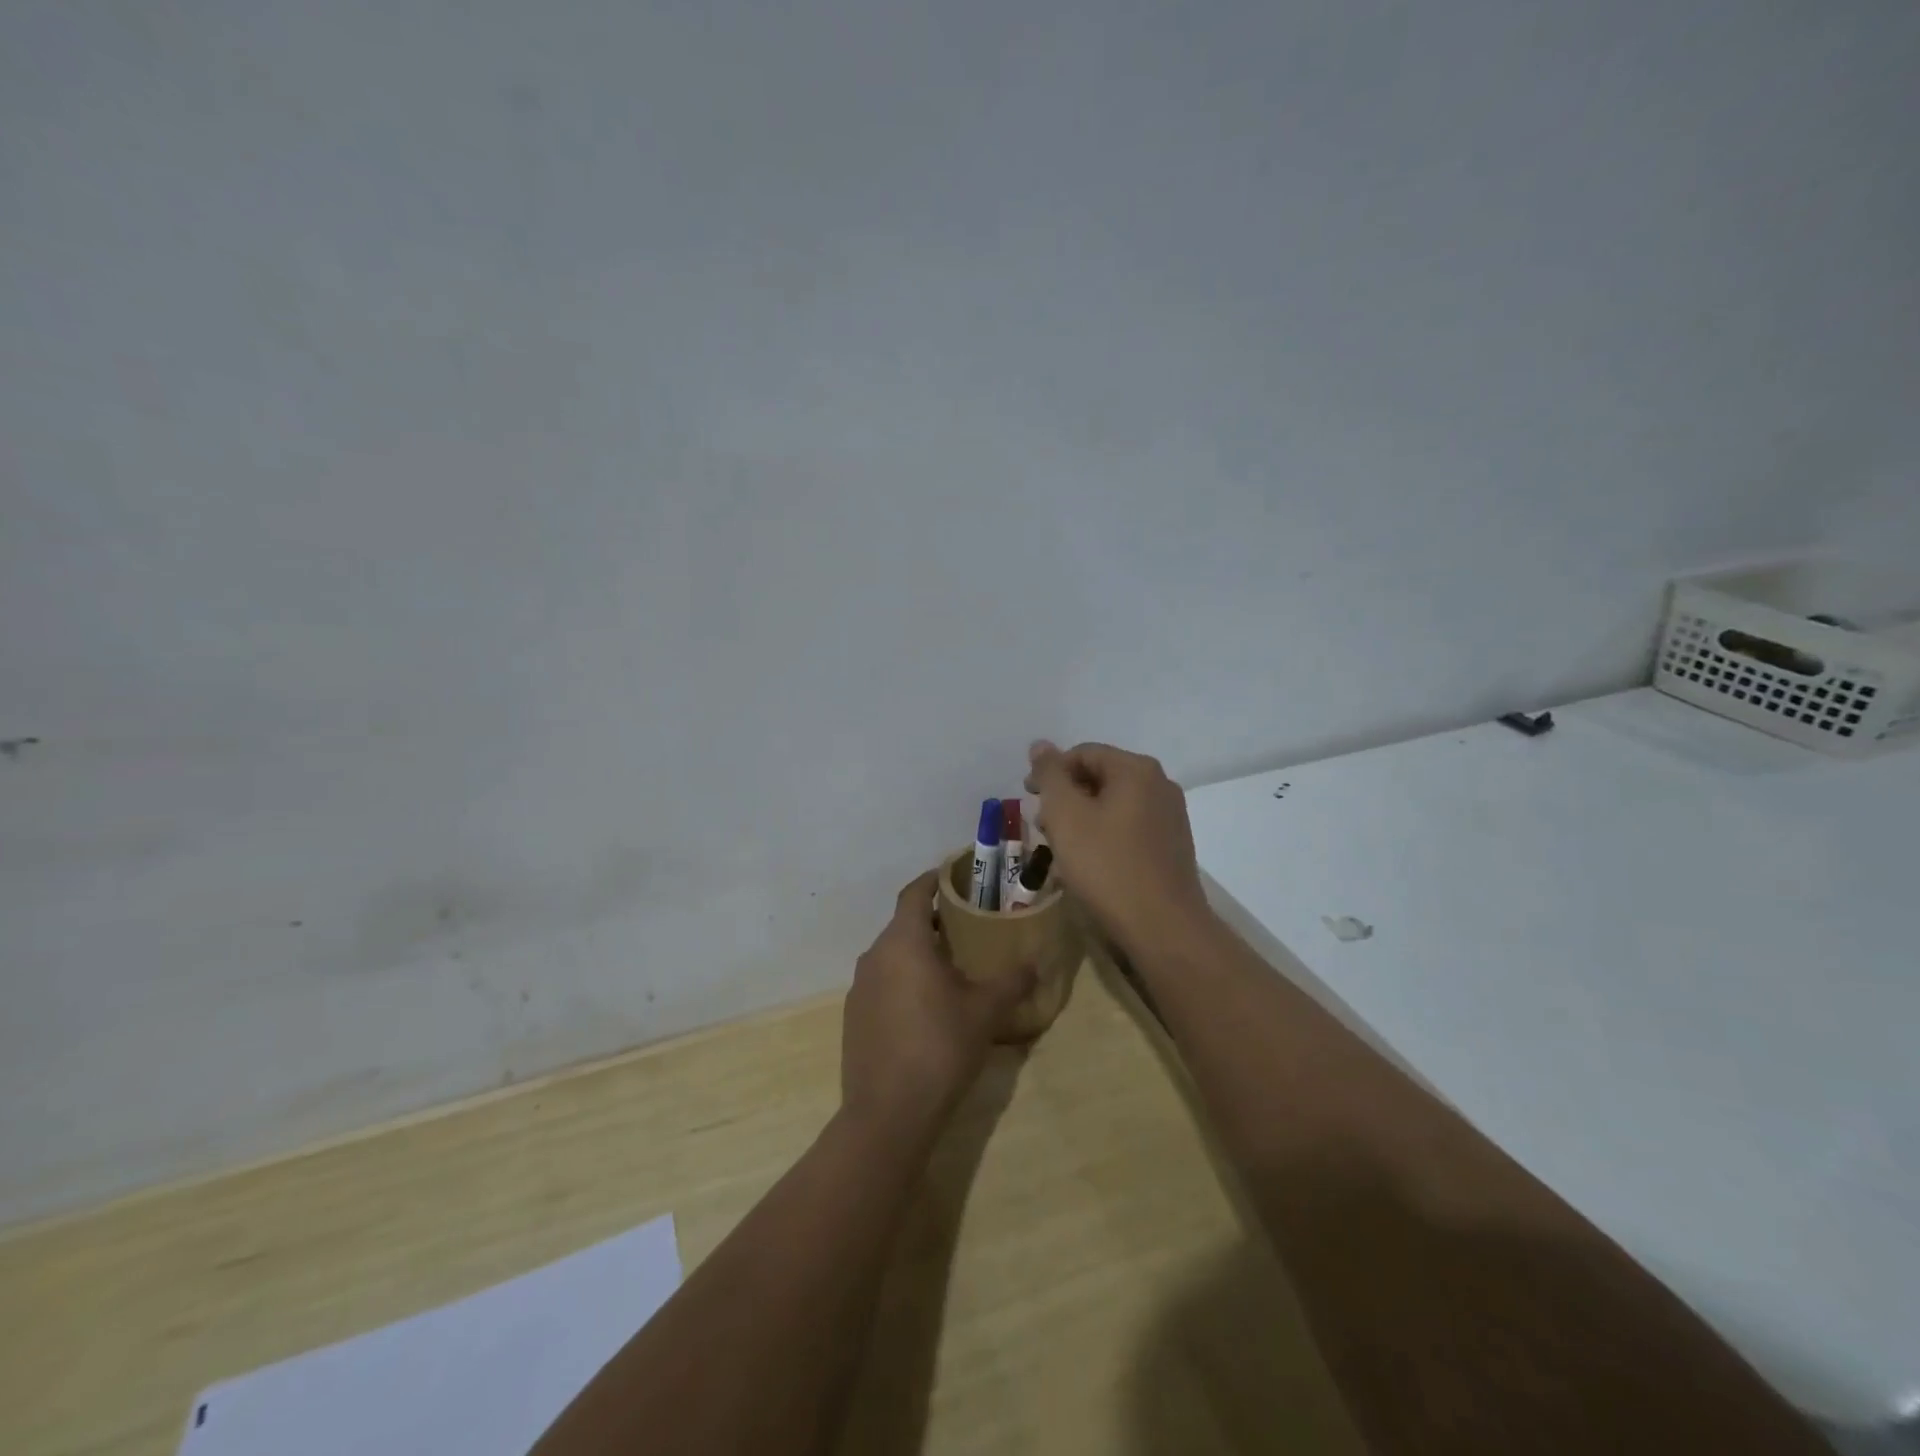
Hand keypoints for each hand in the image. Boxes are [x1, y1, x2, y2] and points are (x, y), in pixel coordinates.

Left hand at [840, 871, 1034, 1148]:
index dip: (933, 880)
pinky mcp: (854, 1017)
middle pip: (904, 924)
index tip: (954, 877)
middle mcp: (875, 956)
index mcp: (903, 942)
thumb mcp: (985, 1012)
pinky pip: (882, 983)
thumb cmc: (939, 1047)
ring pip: (892, 955)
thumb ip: (1011, 981)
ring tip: (952, 968)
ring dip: (919, 953)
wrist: (888, 1113)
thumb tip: (1035, 962)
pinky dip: (904, 980)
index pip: (914, 893)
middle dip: (934, 921)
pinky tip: (927, 1007)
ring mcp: (859, 988)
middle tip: (968, 927)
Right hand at [1025, 739, 1210, 950]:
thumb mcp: (1066, 815)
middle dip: (1065, 797)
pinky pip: (1129, 827)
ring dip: (1082, 818)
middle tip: (1042, 826)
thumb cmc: (1107, 866)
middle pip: (1100, 777)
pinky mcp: (1172, 846)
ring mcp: (1171, 816)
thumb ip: (1050, 775)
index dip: (1050, 772)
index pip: (1083, 753)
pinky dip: (1104, 835)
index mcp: (1136, 770)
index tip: (1028, 798)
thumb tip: (1040, 745)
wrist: (1163, 927)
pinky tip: (1089, 862)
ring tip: (1060, 847)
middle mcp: (1160, 784)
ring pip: (1114, 804)